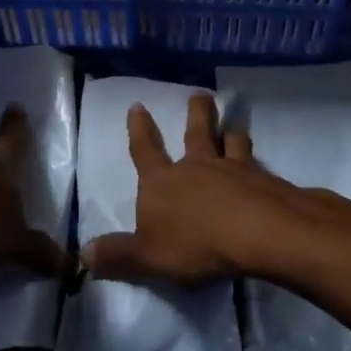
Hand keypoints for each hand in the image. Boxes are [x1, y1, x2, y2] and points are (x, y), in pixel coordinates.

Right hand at [82, 93, 293, 283]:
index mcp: (163, 182)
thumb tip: (84, 254)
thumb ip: (118, 255)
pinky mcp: (265, 179)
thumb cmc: (194, 244)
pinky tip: (266, 168)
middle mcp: (197, 166)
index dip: (139, 129)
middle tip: (200, 94)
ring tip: (234, 125)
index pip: (145, 151)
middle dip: (197, 112)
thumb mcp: (147, 257)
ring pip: (231, 141)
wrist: (255, 232)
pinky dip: (260, 163)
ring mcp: (234, 168)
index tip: (137, 106)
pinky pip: (260, 164)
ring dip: (231, 132)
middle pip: (197, 131)